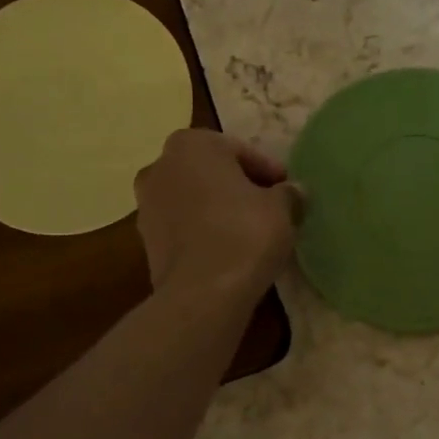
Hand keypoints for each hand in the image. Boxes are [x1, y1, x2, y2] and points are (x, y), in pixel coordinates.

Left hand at [134, 130, 300, 302]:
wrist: (201, 294)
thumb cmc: (244, 234)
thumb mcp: (281, 208)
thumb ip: (288, 193)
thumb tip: (293, 192)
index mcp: (191, 144)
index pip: (239, 150)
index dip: (267, 171)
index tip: (286, 190)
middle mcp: (160, 166)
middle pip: (211, 172)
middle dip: (238, 186)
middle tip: (269, 207)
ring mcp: (146, 204)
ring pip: (194, 199)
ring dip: (218, 209)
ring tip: (249, 231)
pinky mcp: (145, 240)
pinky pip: (183, 226)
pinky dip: (203, 231)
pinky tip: (228, 249)